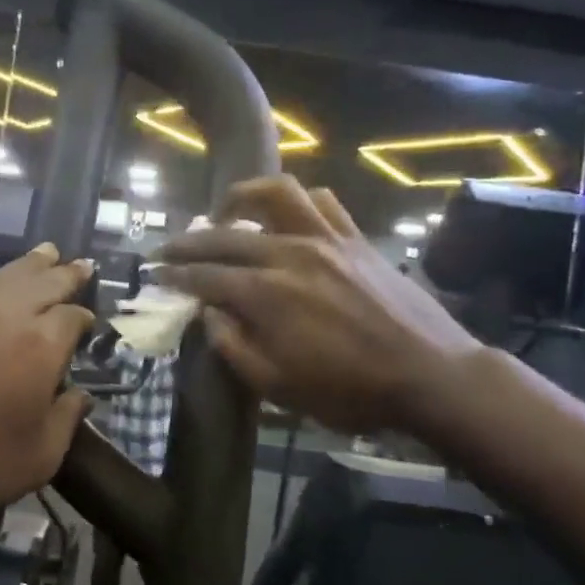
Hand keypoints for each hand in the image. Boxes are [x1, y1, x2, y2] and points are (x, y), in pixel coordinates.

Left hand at [0, 244, 94, 542]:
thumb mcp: (38, 458)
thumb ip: (66, 419)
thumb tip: (79, 396)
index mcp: (39, 347)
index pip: (72, 316)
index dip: (84, 317)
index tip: (90, 321)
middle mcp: (5, 317)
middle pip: (43, 283)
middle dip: (65, 274)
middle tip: (81, 264)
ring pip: (5, 277)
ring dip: (31, 265)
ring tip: (47, 253)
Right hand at [156, 177, 481, 435]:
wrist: (429, 374)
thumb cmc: (350, 391)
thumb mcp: (279, 387)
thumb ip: (234, 347)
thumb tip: (209, 314)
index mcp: (266, 295)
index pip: (205, 276)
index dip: (176, 274)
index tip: (156, 273)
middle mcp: (290, 254)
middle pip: (227, 235)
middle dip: (190, 241)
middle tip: (169, 248)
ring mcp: (326, 239)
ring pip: (276, 194)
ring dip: (241, 197)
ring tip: (225, 213)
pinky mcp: (356, 238)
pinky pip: (322, 201)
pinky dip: (297, 201)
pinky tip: (286, 217)